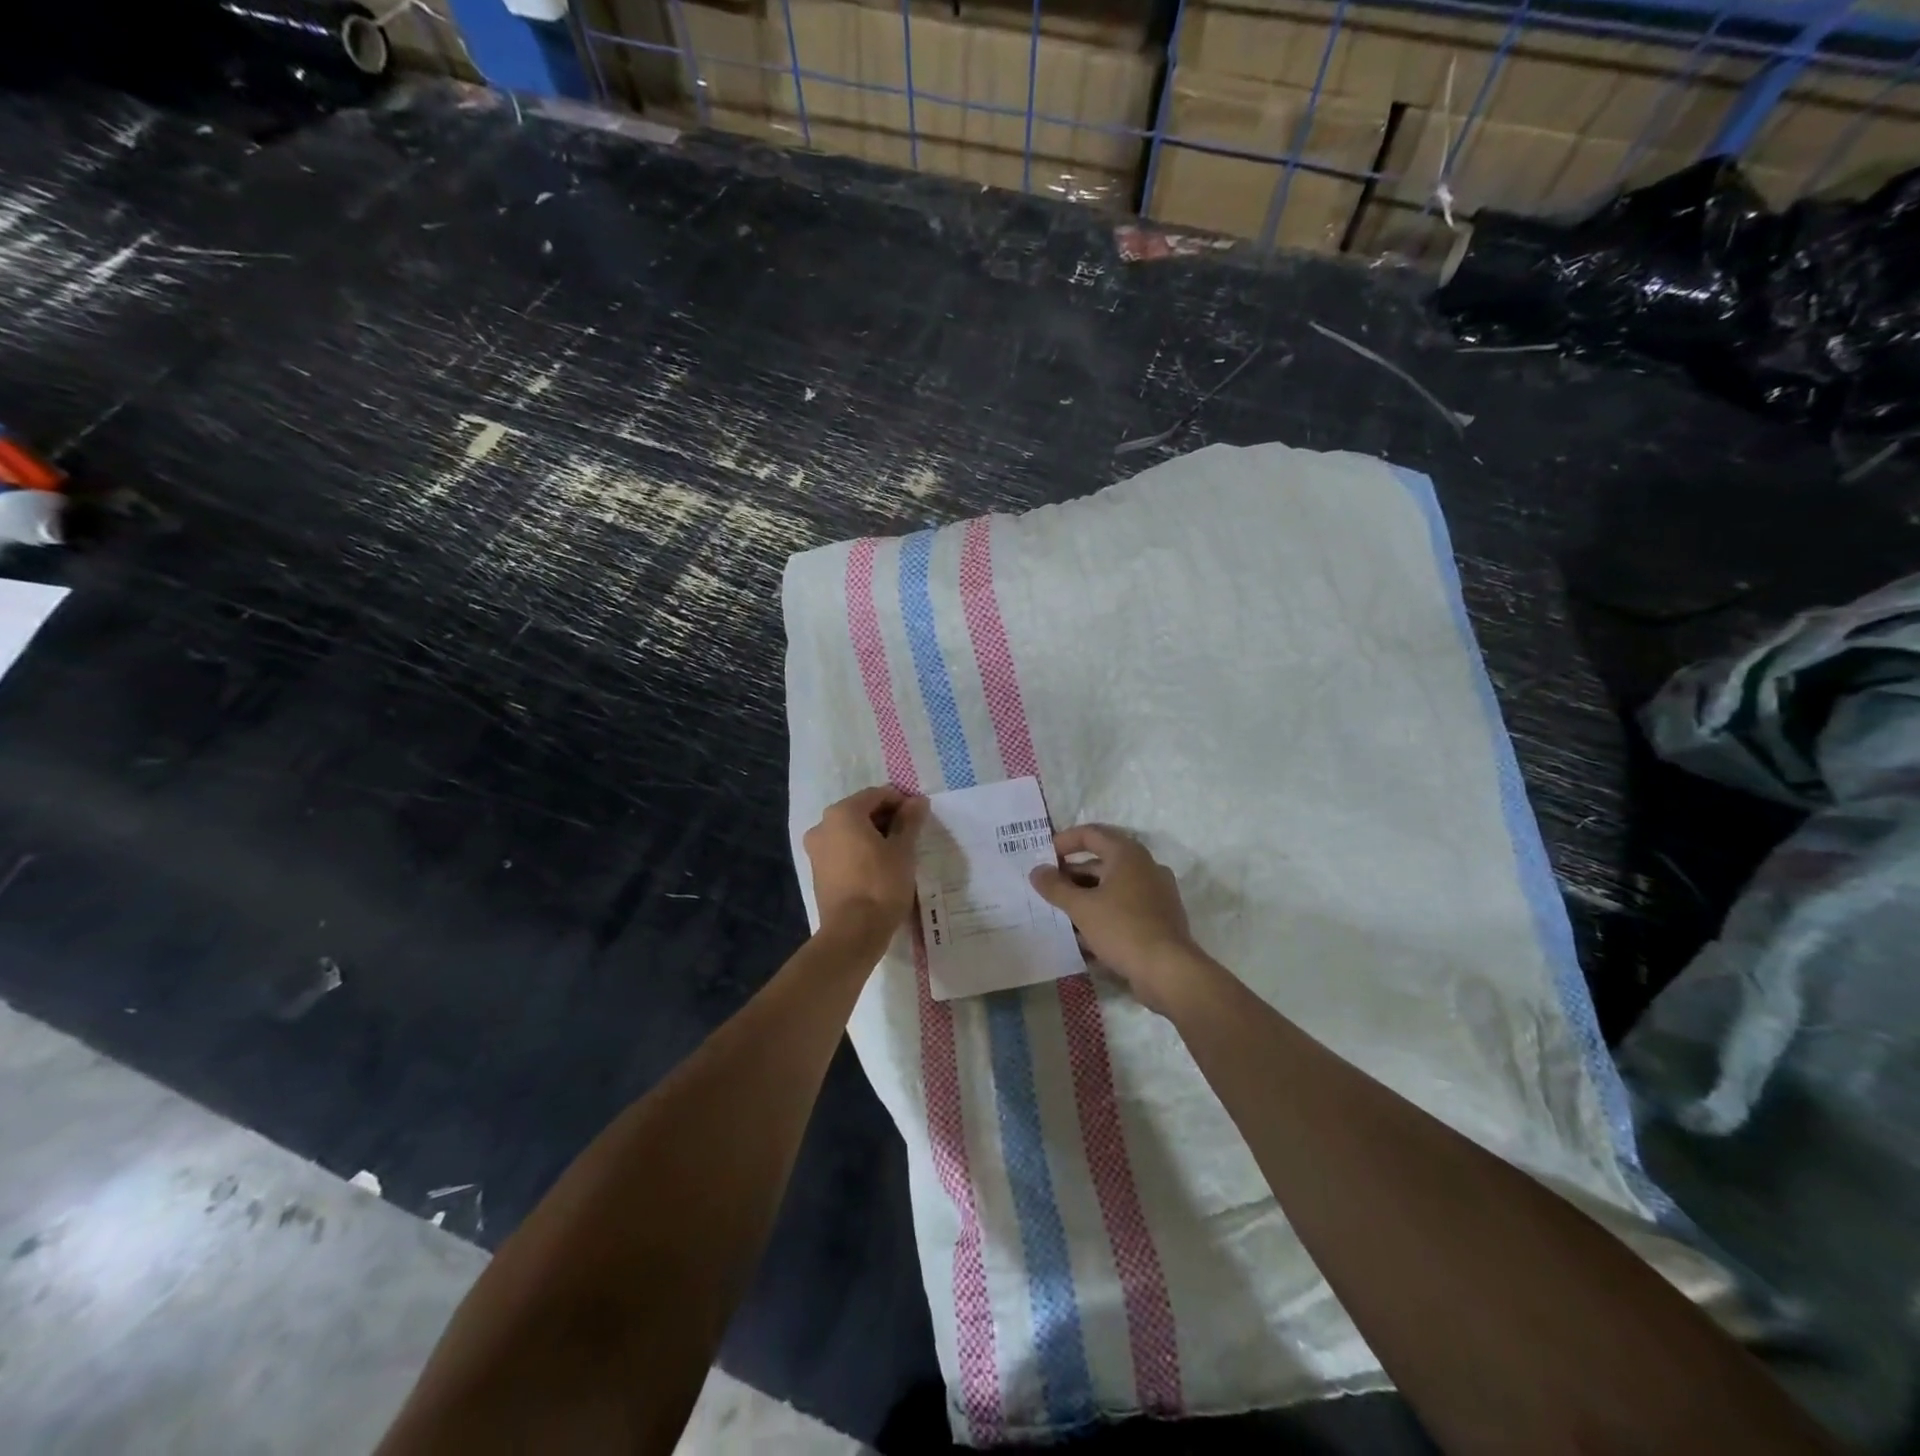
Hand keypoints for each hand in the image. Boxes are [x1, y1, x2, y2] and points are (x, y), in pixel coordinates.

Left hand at [804, 786, 928, 937]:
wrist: (853, 932)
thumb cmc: (881, 884)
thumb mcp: (903, 850)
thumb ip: (909, 821)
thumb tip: (918, 801)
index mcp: (842, 813)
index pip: (876, 795)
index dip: (900, 801)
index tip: (919, 815)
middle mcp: (823, 825)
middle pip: (860, 812)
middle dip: (886, 818)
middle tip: (911, 834)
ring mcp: (816, 850)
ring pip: (850, 832)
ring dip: (873, 835)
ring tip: (898, 852)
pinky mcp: (817, 872)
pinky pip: (842, 851)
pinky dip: (860, 851)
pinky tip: (879, 867)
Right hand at [1030, 825, 1198, 1012]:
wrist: (1168, 971)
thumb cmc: (1122, 929)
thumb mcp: (1081, 908)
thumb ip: (1055, 887)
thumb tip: (1036, 871)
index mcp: (1128, 855)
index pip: (1091, 834)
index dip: (1064, 841)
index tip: (1043, 856)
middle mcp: (1145, 866)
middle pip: (1102, 861)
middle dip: (1072, 874)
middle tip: (1048, 887)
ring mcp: (1156, 893)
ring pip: (1113, 886)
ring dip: (1086, 895)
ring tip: (1061, 912)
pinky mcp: (1160, 917)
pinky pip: (1126, 906)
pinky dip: (1104, 912)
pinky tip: (1085, 934)